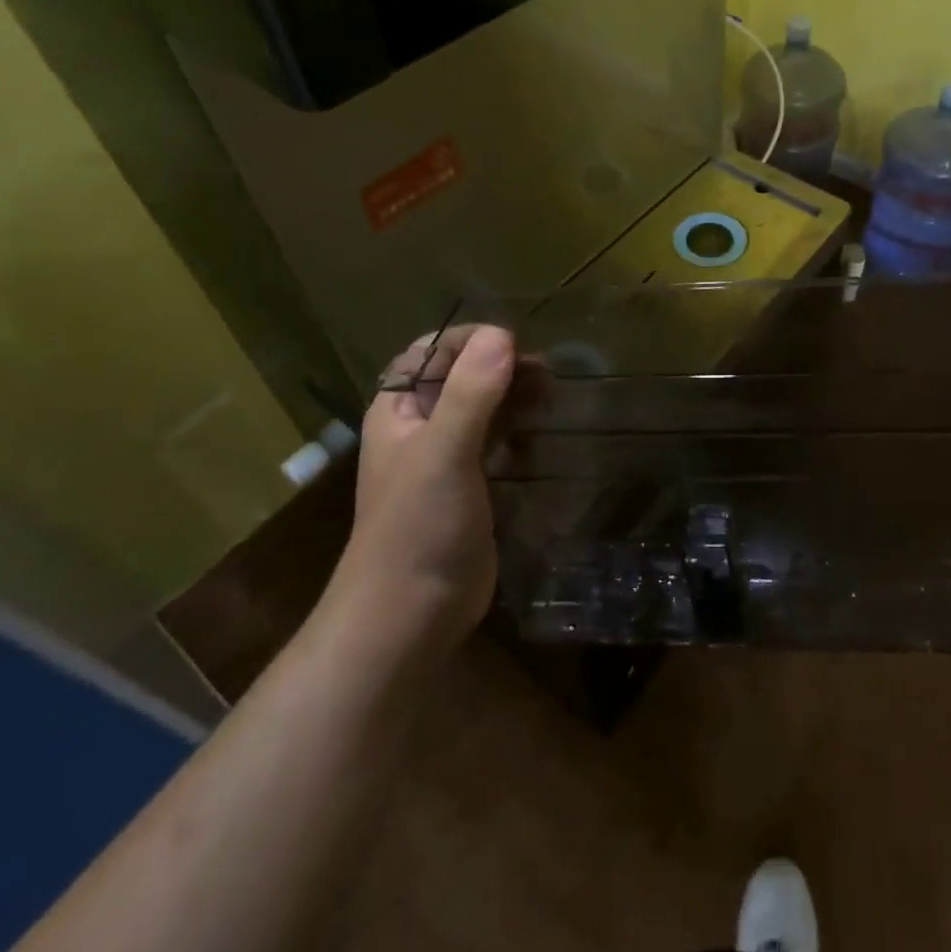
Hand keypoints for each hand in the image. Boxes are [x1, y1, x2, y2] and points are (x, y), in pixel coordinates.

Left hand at [334, 324, 515, 640]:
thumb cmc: (418, 528)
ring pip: (484, 408)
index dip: (471, 341)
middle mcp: (420, 427)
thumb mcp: (444, 452)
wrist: (409, 617)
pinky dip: (520, 430)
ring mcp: (446, 458)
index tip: (515, 346)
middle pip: (463, 376)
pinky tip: (541, 434)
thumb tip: (502, 334)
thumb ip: (470, 393)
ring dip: (515, 396)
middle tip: (546, 375)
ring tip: (551, 397)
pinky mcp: (471, 487)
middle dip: (502, 366)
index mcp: (399, 410)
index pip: (432, 350)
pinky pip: (498, 441)